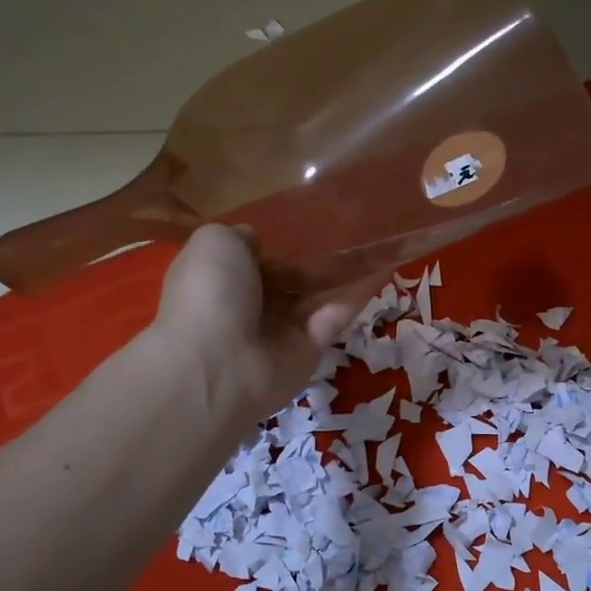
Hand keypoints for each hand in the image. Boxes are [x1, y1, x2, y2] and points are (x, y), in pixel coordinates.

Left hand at [146, 224, 363, 430]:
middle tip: (347, 233)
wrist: (220, 363)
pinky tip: (380, 271)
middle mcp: (249, 307)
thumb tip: (256, 241)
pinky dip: (355, 298)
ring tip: (374, 247)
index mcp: (220, 282)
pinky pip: (334, 319)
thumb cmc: (210, 294)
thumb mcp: (215, 243)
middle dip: (312, 261)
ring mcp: (280, 332)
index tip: (300, 227)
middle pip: (287, 281)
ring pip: (314, 299)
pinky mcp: (310, 351)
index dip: (273, 246)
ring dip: (340, 276)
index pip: (250, 262)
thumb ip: (240, 238)